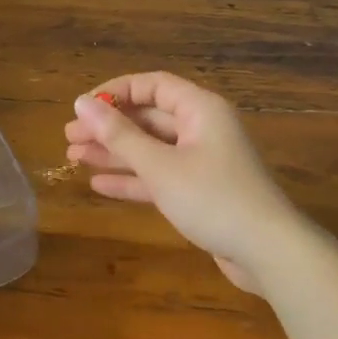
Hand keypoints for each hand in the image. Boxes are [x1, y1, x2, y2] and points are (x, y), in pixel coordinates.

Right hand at [66, 72, 309, 290]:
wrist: (268, 252)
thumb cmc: (213, 198)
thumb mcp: (160, 166)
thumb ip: (119, 134)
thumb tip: (81, 103)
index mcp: (200, 110)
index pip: (152, 86)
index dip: (115, 92)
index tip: (82, 107)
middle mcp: (201, 129)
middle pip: (147, 118)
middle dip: (108, 127)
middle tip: (68, 137)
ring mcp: (201, 162)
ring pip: (150, 149)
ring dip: (114, 152)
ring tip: (73, 157)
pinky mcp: (200, 192)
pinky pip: (159, 176)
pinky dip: (132, 179)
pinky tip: (98, 184)